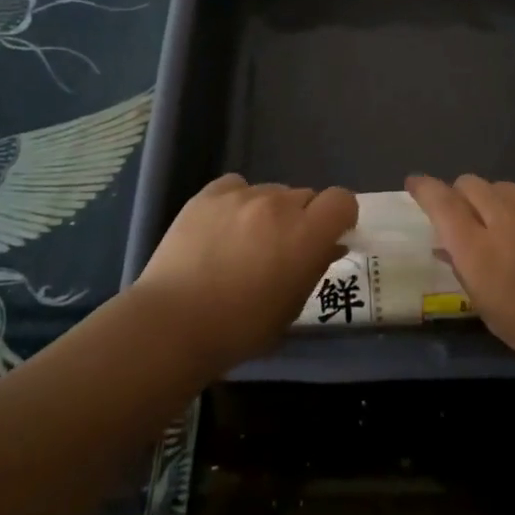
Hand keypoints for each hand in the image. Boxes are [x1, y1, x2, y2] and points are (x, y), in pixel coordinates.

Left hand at [133, 174, 356, 375]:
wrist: (173, 324)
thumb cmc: (241, 328)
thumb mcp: (292, 307)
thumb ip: (315, 268)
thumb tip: (329, 245)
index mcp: (306, 234)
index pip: (342, 200)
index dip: (339, 217)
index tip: (328, 237)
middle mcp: (278, 205)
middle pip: (305, 196)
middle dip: (302, 218)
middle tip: (282, 249)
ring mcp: (241, 196)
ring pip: (271, 192)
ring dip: (270, 212)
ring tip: (245, 242)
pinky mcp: (208, 195)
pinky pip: (236, 186)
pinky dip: (238, 202)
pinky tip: (223, 226)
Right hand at [407, 174, 514, 393]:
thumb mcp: (492, 313)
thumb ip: (465, 272)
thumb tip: (445, 246)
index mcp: (481, 251)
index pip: (441, 202)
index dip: (424, 189)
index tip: (415, 185)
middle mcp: (507, 219)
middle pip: (470, 184)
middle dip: (460, 196)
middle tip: (466, 221)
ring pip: (503, 188)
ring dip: (493, 203)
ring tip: (506, 232)